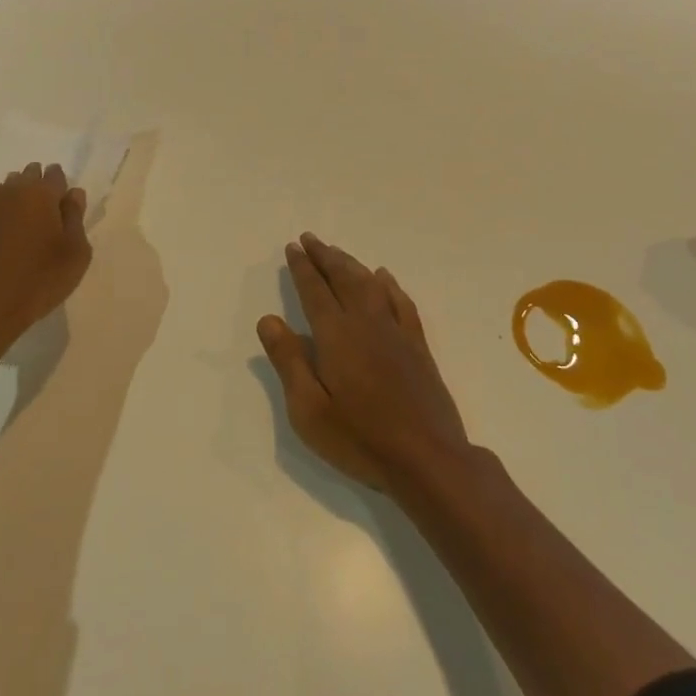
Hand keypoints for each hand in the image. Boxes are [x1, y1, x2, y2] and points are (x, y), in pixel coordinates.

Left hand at [0, 162, 91, 372]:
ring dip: (15, 203)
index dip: (61, 185)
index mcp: (40, 194)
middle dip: (37, 187)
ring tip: (24, 229)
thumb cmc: (35, 283)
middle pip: (26, 177)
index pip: (54, 174)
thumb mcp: (74, 255)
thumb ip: (76, 218)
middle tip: (47, 213)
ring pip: (3, 194)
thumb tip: (73, 194)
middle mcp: (8, 193)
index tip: (65, 202)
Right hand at [257, 233, 472, 492]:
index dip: (303, 267)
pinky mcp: (417, 345)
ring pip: (371, 284)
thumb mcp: (309, 409)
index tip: (293, 247)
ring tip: (337, 252)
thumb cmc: (359, 438)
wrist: (427, 457)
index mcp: (336, 335)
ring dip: (351, 264)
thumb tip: (268, 319)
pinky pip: (401, 301)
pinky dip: (388, 284)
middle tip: (310, 238)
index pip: (315, 290)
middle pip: (343, 278)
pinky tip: (383, 277)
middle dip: (325, 256)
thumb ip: (288, 360)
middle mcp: (366, 322)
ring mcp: (396, 331)